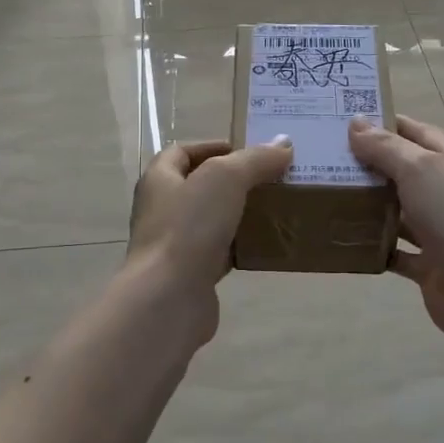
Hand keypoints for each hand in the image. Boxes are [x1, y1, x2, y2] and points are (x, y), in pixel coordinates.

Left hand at [125, 138, 293, 341]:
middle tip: (271, 179)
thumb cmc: (188, 227)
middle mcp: (162, 209)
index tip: (248, 150)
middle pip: (199, 186)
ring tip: (275, 209)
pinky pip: (220, 253)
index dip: (212, 146)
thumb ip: (254, 159)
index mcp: (159, 180)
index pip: (181, 152)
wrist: (169, 298)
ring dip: (240, 214)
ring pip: (212, 221)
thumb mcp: (225, 179)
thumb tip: (283, 144)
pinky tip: (266, 246)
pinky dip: (241, 247)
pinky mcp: (191, 274)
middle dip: (234, 181)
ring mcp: (174, 244)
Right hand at [348, 114, 443, 346]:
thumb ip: (386, 148)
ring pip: (398, 212)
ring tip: (328, 196)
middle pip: (405, 172)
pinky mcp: (428, 264)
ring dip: (369, 206)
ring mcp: (439, 230)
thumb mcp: (419, 170)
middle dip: (370, 165)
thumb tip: (355, 123)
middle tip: (327, 158)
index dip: (386, 124)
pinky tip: (344, 238)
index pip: (417, 133)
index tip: (347, 121)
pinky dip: (374, 246)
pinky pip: (395, 251)